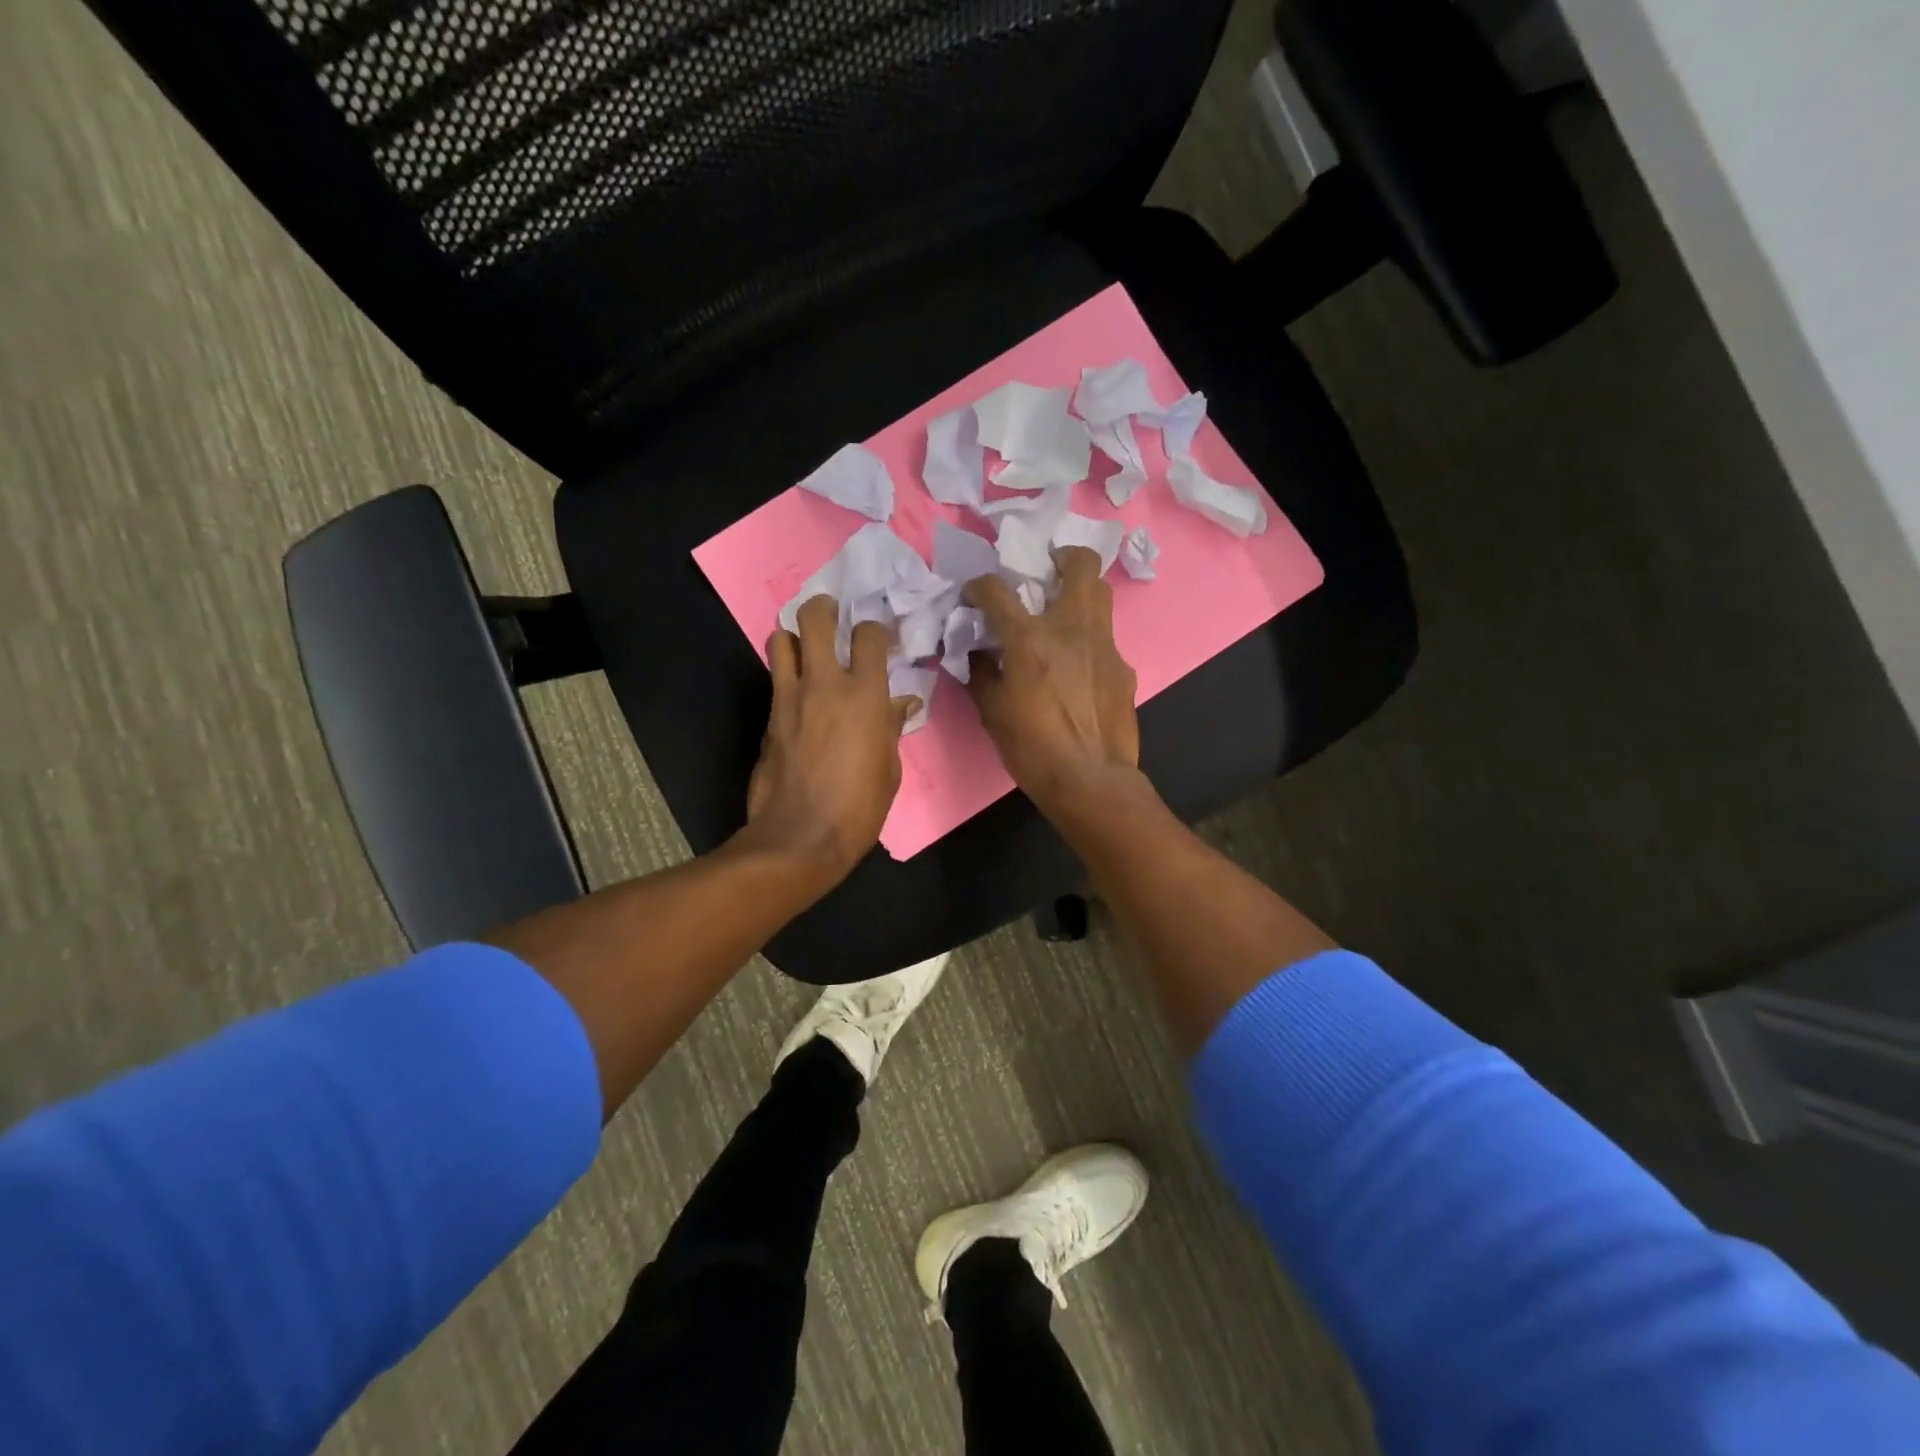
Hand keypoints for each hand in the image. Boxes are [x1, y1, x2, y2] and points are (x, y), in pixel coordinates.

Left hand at [743, 596, 918, 885]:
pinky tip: (798, 689)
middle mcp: (825, 683)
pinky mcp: (768, 716)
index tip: (879, 638)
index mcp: (866, 695)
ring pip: (780, 638)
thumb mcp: (889, 769)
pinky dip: (786, 672)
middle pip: (815, 618)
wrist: (800, 836)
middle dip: (824, 608)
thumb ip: (892, 727)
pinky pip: (775, 676)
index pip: (869, 635)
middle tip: (832, 616)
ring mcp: (790, 697)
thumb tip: (903, 704)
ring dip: (794, 635)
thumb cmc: (858, 807)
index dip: (875, 629)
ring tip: (806, 647)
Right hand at [965, 546, 1139, 811]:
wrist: (1090, 781)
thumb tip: (976, 653)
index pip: (998, 589)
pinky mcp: (1123, 668)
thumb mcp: (992, 713)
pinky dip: (1088, 639)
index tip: (975, 594)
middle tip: (1046, 572)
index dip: (980, 585)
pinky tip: (1079, 666)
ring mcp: (1104, 645)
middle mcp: (1071, 629)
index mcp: (1030, 639)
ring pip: (1102, 594)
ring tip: (1063, 609)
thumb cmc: (1032, 749)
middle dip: (1061, 557)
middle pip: (1080, 564)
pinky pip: (1105, 638)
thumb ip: (981, 674)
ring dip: (1081, 590)